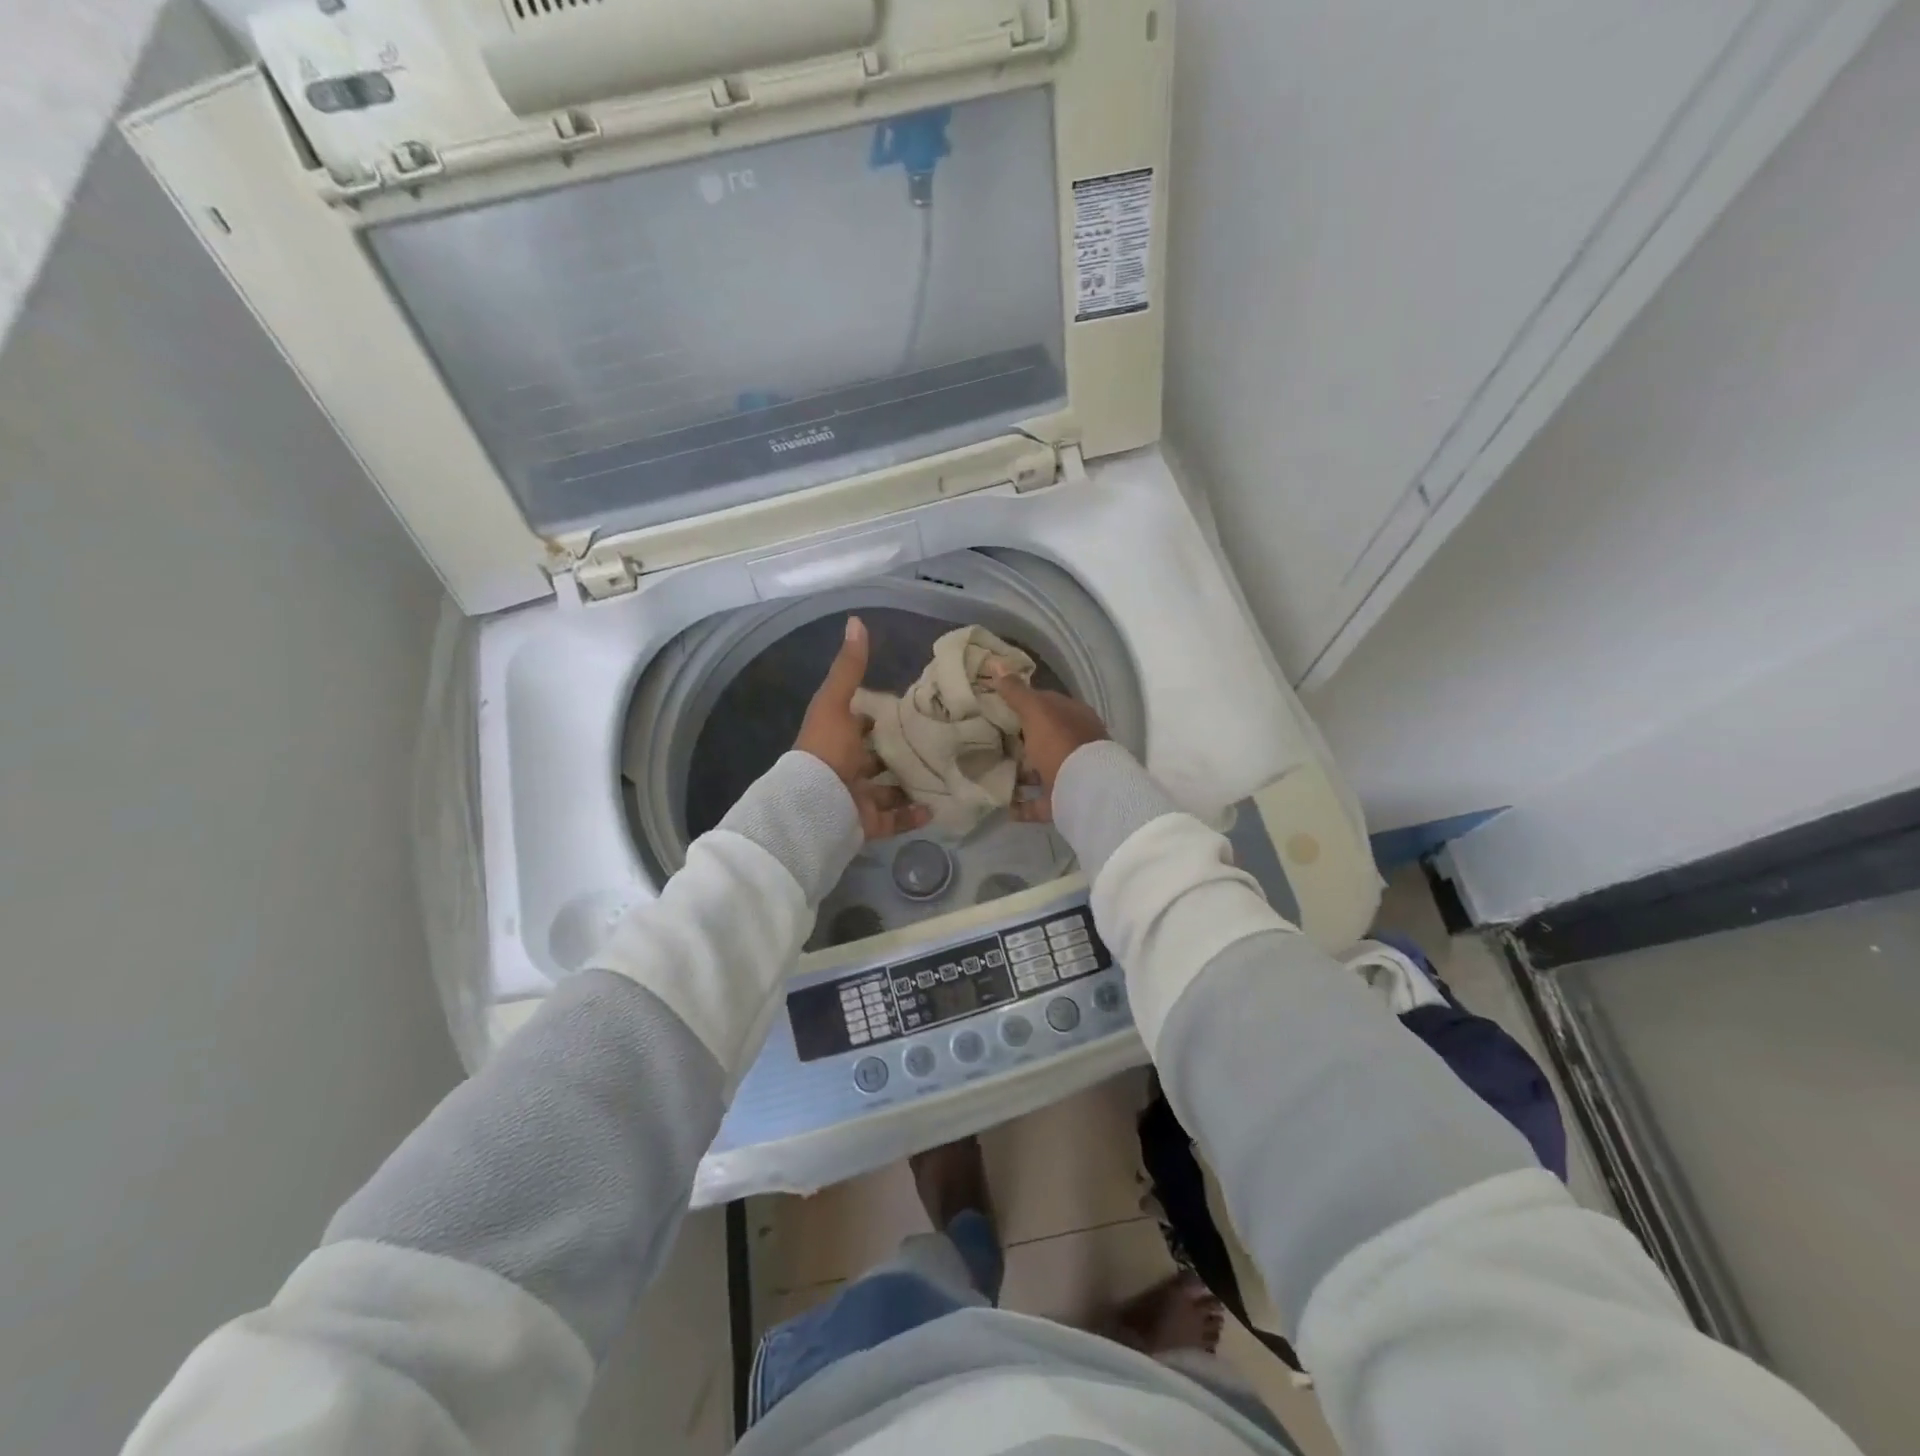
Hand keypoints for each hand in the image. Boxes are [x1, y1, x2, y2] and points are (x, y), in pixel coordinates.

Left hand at [796, 616, 931, 840]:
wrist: (813, 806)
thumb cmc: (826, 750)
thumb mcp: (836, 703)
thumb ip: (849, 669)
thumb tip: (856, 620)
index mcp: (837, 738)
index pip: (862, 722)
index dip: (883, 713)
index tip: (916, 704)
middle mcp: (846, 767)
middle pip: (878, 757)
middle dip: (903, 750)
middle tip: (941, 739)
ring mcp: (856, 797)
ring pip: (888, 789)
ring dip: (912, 782)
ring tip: (946, 772)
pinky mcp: (867, 822)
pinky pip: (894, 819)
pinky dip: (913, 814)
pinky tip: (936, 806)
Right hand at [988, 663, 1110, 823]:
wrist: (1085, 790)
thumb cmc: (1061, 742)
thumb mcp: (1036, 711)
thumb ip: (1017, 692)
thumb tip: (996, 664)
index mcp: (1074, 717)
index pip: (1047, 704)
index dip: (1023, 702)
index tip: (996, 706)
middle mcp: (1075, 744)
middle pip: (1044, 739)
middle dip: (1021, 740)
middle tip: (989, 740)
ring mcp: (1071, 775)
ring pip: (1041, 771)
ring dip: (1020, 773)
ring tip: (991, 772)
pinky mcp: (1063, 802)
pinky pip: (1037, 804)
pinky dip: (1021, 805)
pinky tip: (1003, 806)